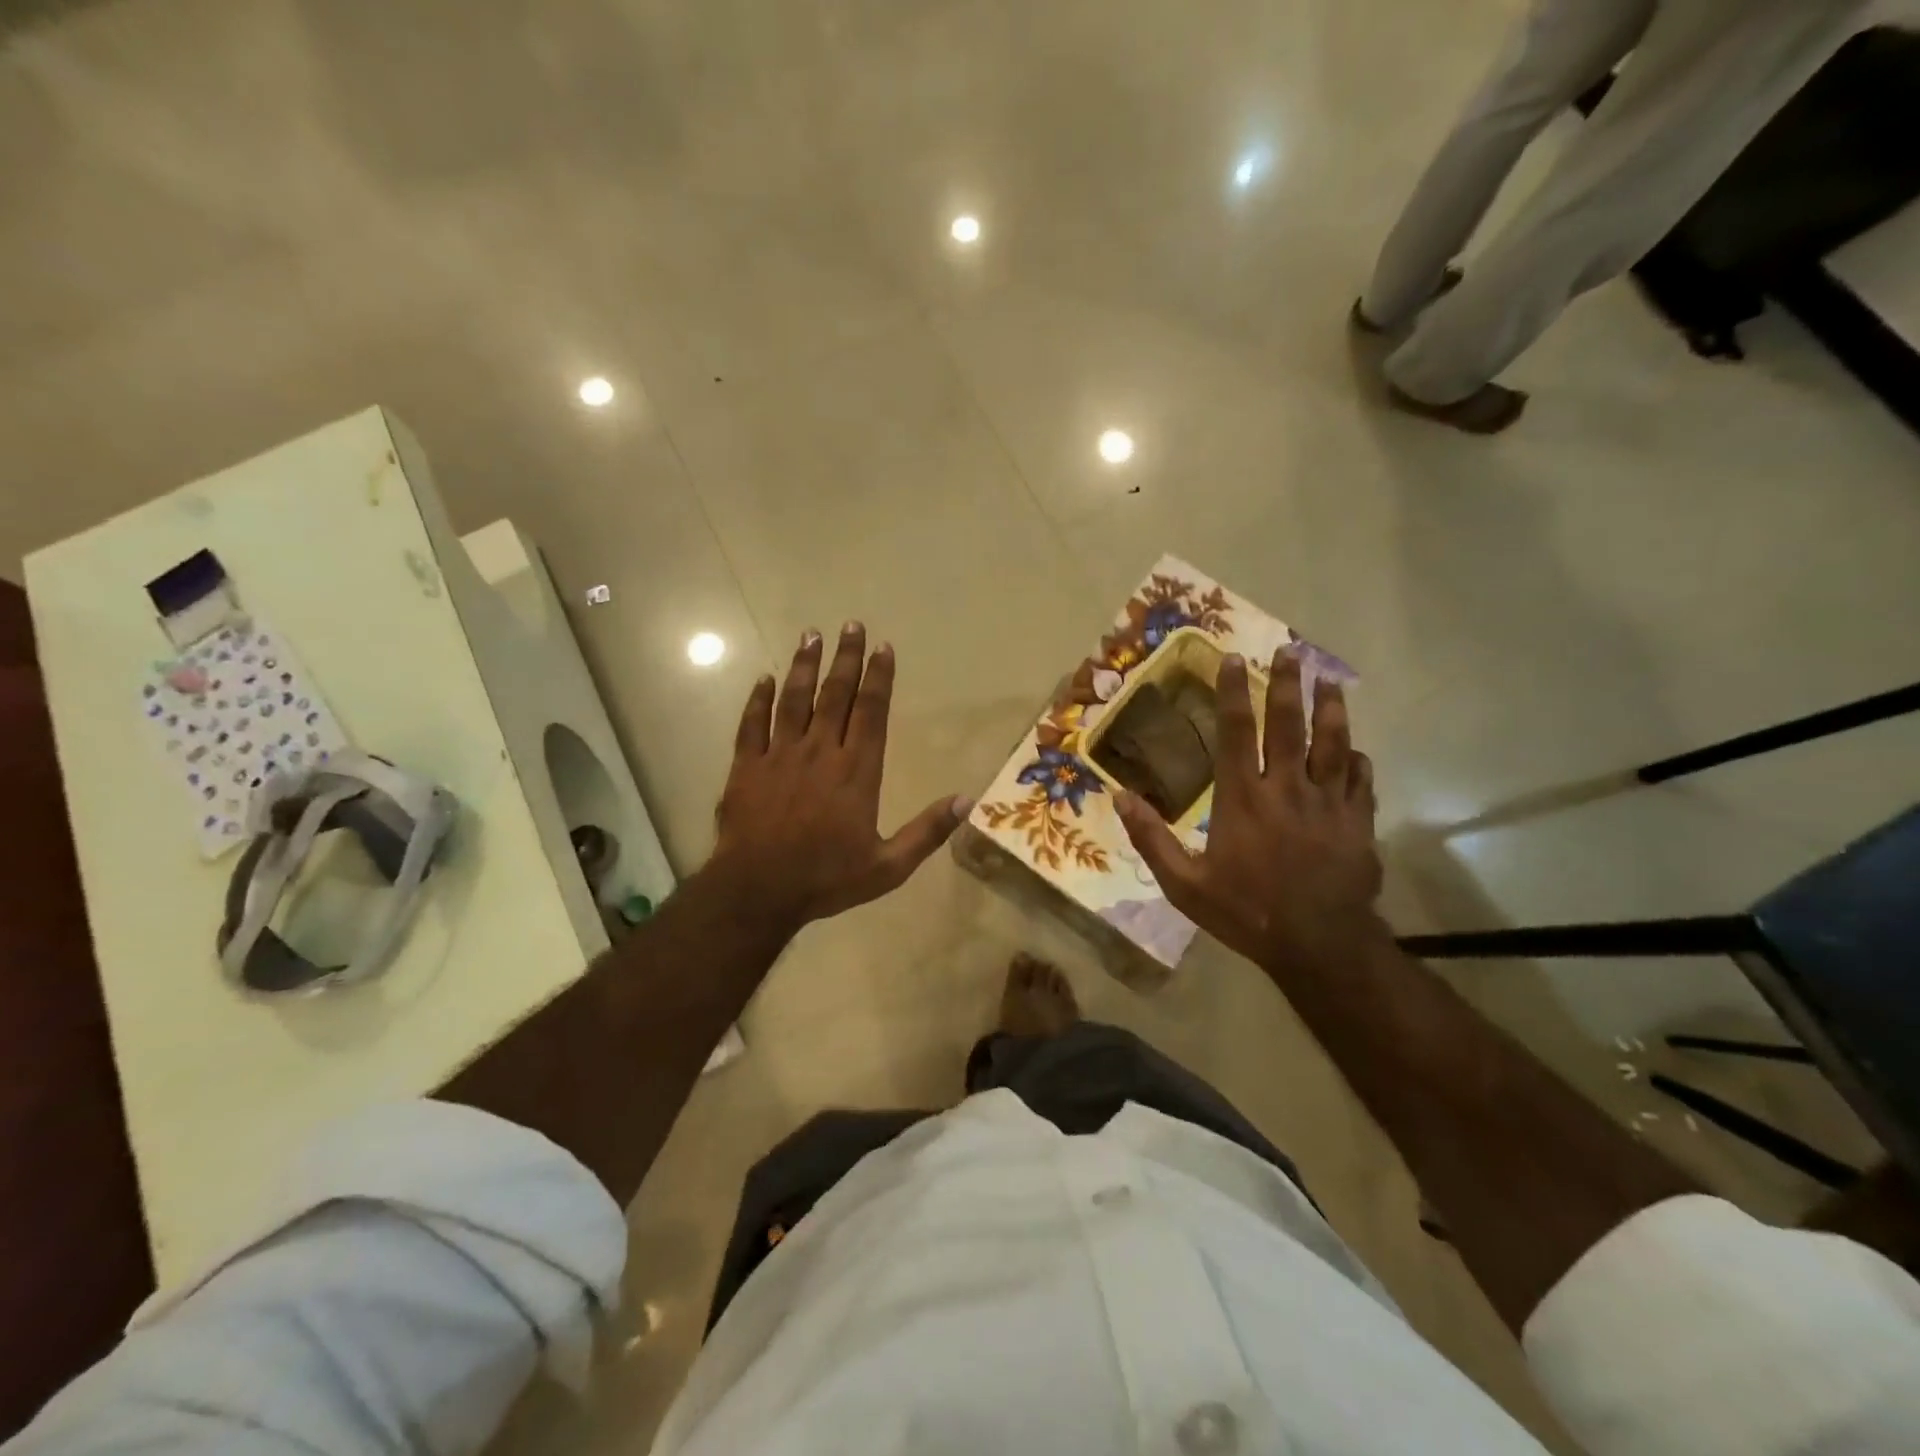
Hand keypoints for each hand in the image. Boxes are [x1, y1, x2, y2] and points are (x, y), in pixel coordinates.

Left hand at [707, 624, 967, 935]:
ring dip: (804, 667)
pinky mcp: (747, 767)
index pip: (871, 712)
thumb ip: (927, 832)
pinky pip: (753, 725)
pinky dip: (758, 700)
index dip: (879, 677)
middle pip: (835, 695)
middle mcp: (820, 752)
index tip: (883, 647)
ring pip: (794, 700)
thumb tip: (968, 800)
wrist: (758, 891)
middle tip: (851, 624)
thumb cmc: (826, 879)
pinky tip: (764, 679)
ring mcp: (780, 756)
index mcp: (856, 771)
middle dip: (846, 658)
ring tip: (811, 635)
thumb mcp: (888, 867)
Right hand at [1114, 650, 1387, 974]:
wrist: (1319, 944)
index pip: (1235, 733)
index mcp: (1242, 799)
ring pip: (1332, 743)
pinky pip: (1360, 780)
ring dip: (1330, 708)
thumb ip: (1151, 838)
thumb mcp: (1184, 884)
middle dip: (1287, 684)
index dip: (1232, 693)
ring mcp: (1327, 803)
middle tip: (1290, 650)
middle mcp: (1286, 789)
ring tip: (1329, 680)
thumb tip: (1119, 797)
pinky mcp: (1357, 822)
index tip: (1233, 660)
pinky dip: (1356, 759)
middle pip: (1288, 725)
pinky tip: (1355, 748)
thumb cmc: (1245, 912)